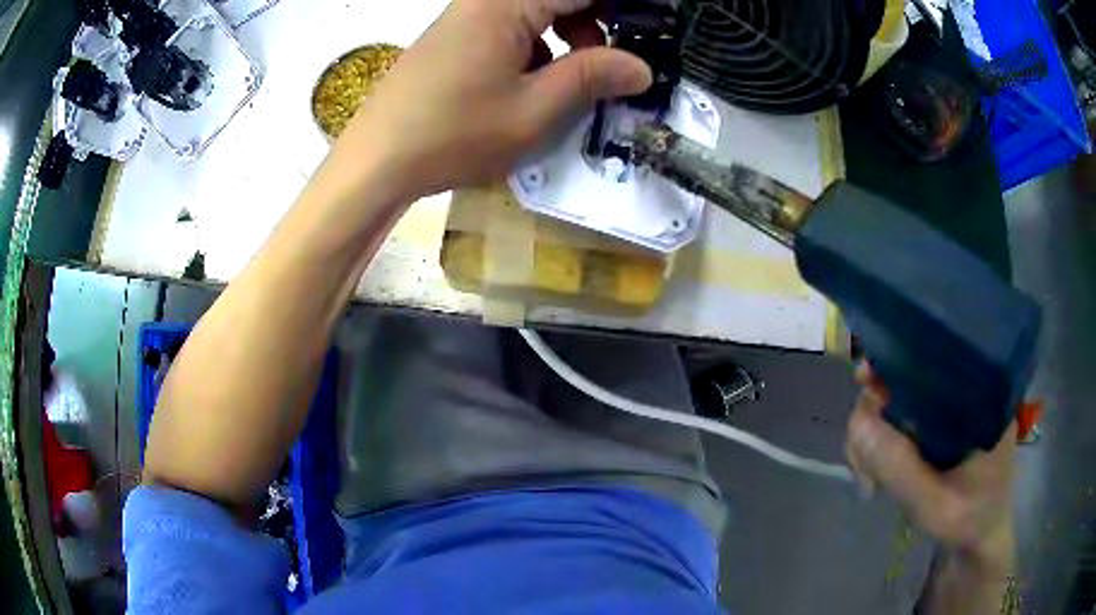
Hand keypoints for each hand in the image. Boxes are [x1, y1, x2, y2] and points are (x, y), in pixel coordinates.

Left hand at [338, 0, 651, 200]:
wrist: (376, 160)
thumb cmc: (451, 134)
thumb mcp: (532, 111)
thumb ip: (591, 78)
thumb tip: (642, 68)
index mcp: (508, 3)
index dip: (626, 8)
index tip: (654, 28)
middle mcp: (487, 0)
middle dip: (599, 21)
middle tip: (624, 59)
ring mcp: (469, 16)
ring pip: (539, 11)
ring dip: (571, 35)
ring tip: (584, 77)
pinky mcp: (459, 37)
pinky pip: (514, 26)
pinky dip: (540, 46)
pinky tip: (541, 81)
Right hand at [844, 362, 1015, 571]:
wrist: (977, 540)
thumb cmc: (969, 521)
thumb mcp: (938, 505)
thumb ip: (902, 470)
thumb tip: (859, 421)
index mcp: (982, 392)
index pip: (936, 354)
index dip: (897, 359)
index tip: (865, 377)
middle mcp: (964, 390)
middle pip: (908, 376)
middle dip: (873, 413)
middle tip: (861, 461)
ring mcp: (947, 410)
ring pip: (895, 402)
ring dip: (869, 437)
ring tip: (868, 480)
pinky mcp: (934, 429)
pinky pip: (895, 423)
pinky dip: (875, 447)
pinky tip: (872, 476)